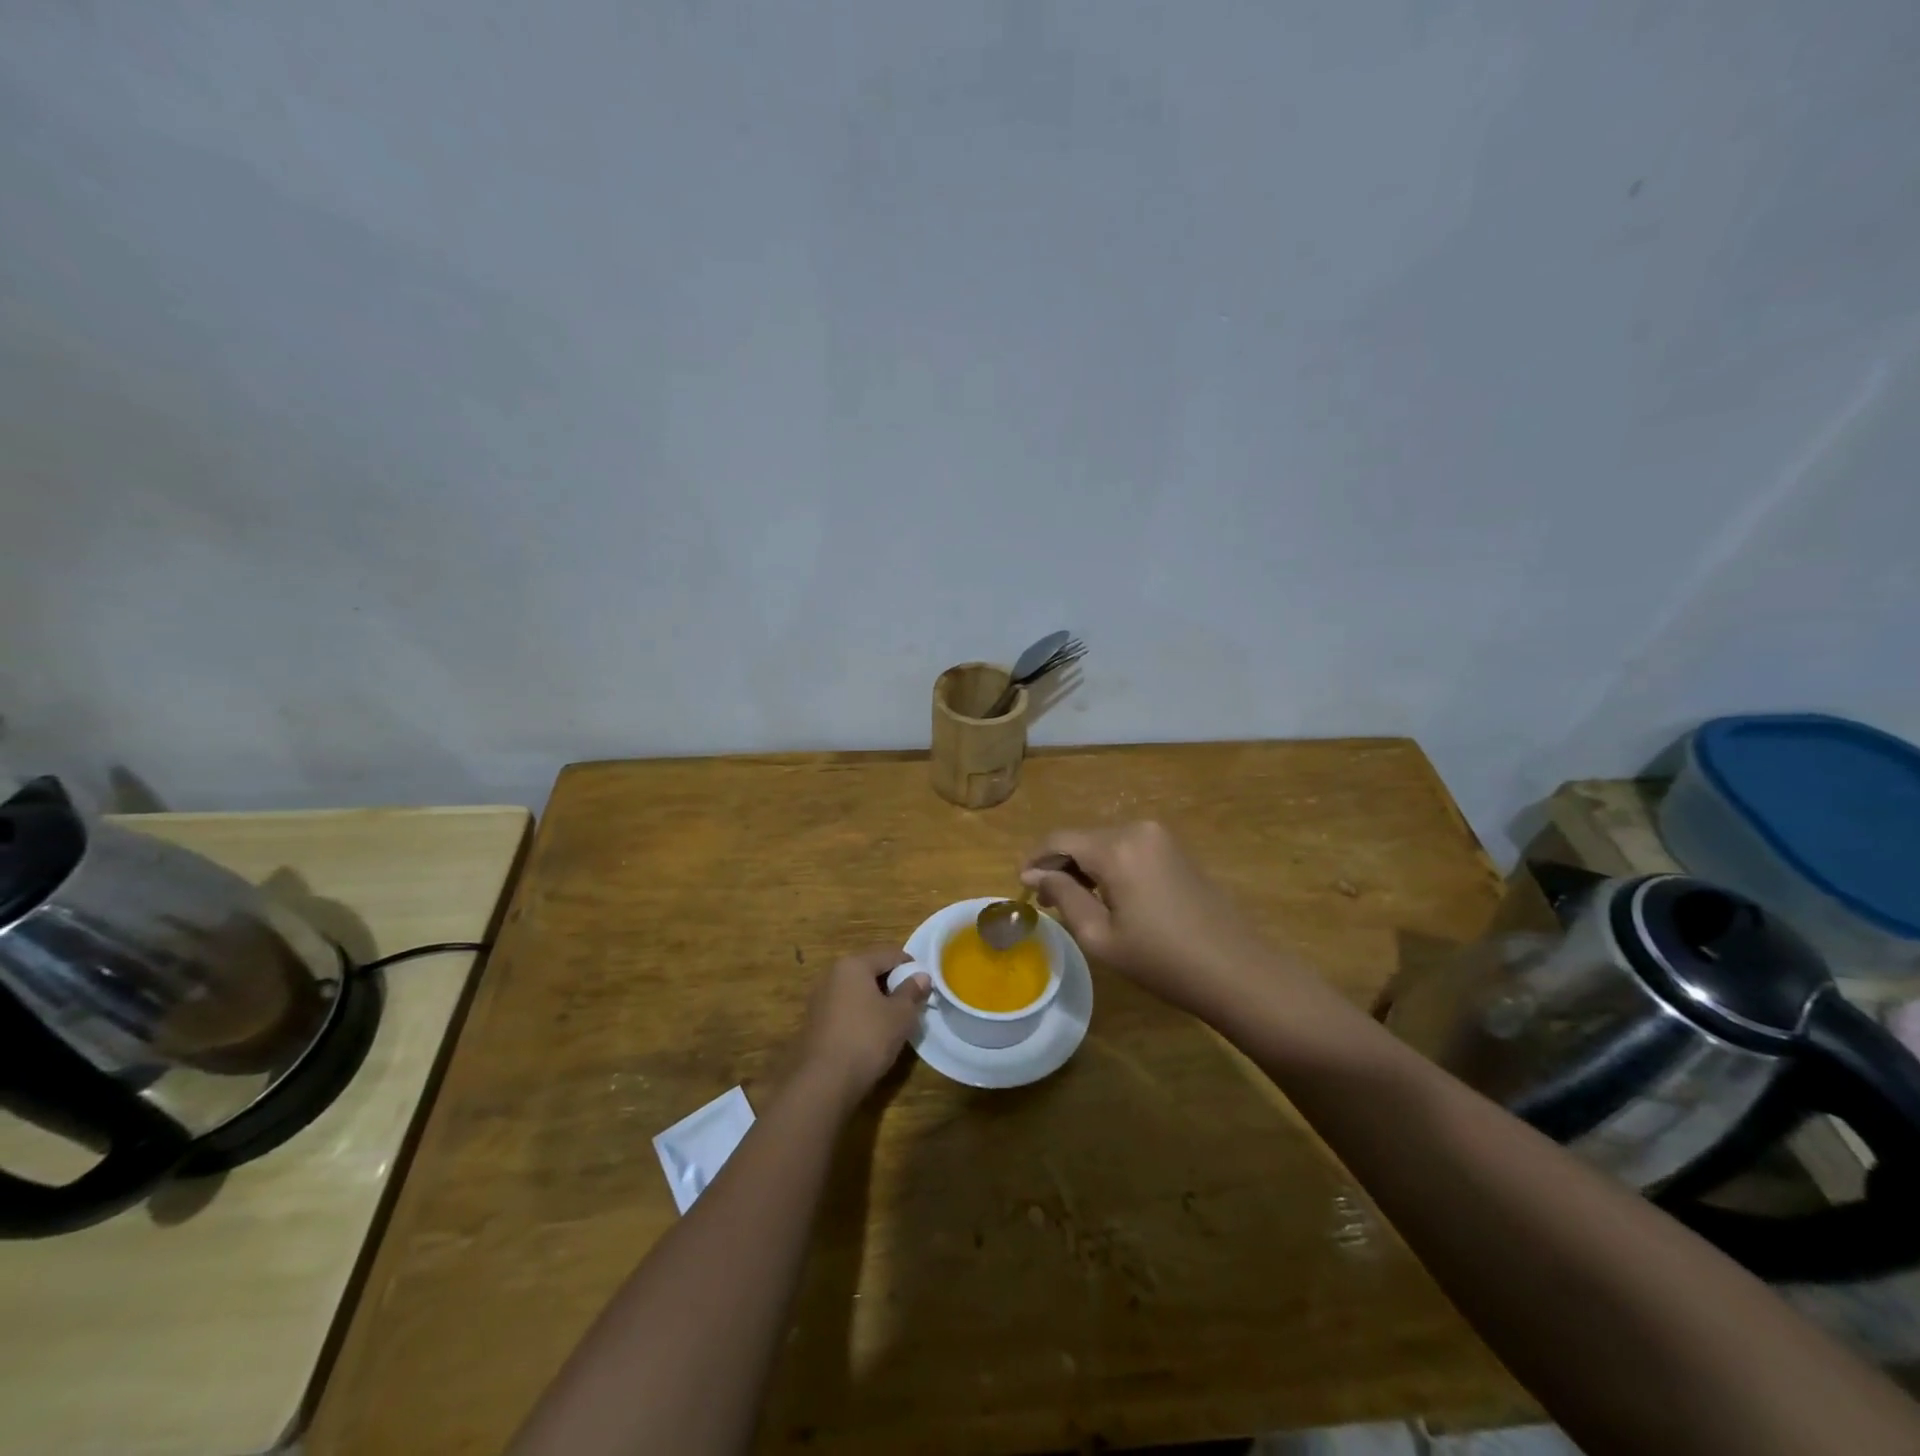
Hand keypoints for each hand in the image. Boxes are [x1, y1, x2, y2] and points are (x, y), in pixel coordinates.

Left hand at [794, 947, 929, 1109]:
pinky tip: (871, 1033)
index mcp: (853, 964)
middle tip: (911, 1002)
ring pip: (857, 989)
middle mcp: (832, 974)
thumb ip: (912, 991)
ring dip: (876, 999)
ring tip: (894, 1019)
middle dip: (892, 982)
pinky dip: (861, 1013)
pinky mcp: (815, 1020)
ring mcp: (820, 997)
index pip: (890, 953)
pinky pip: (845, 1007)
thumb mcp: (900, 1015)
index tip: (925, 985)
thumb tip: (921, 976)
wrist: (824, 1081)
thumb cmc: (867, 1039)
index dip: (911, 966)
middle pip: (871, 969)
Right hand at [1021, 821, 1269, 1014]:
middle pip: (1082, 839)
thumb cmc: (1162, 960)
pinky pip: (1128, 848)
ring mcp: (1160, 837)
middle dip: (1060, 865)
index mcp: (1116, 848)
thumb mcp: (1101, 936)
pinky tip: (1106, 895)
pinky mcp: (1175, 849)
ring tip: (1073, 901)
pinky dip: (1109, 866)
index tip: (1021, 886)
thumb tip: (1035, 875)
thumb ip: (1064, 897)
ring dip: (1084, 866)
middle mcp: (1137, 830)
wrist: (1236, 970)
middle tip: (1044, 900)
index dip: (1035, 859)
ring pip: (1105, 843)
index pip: (1059, 840)